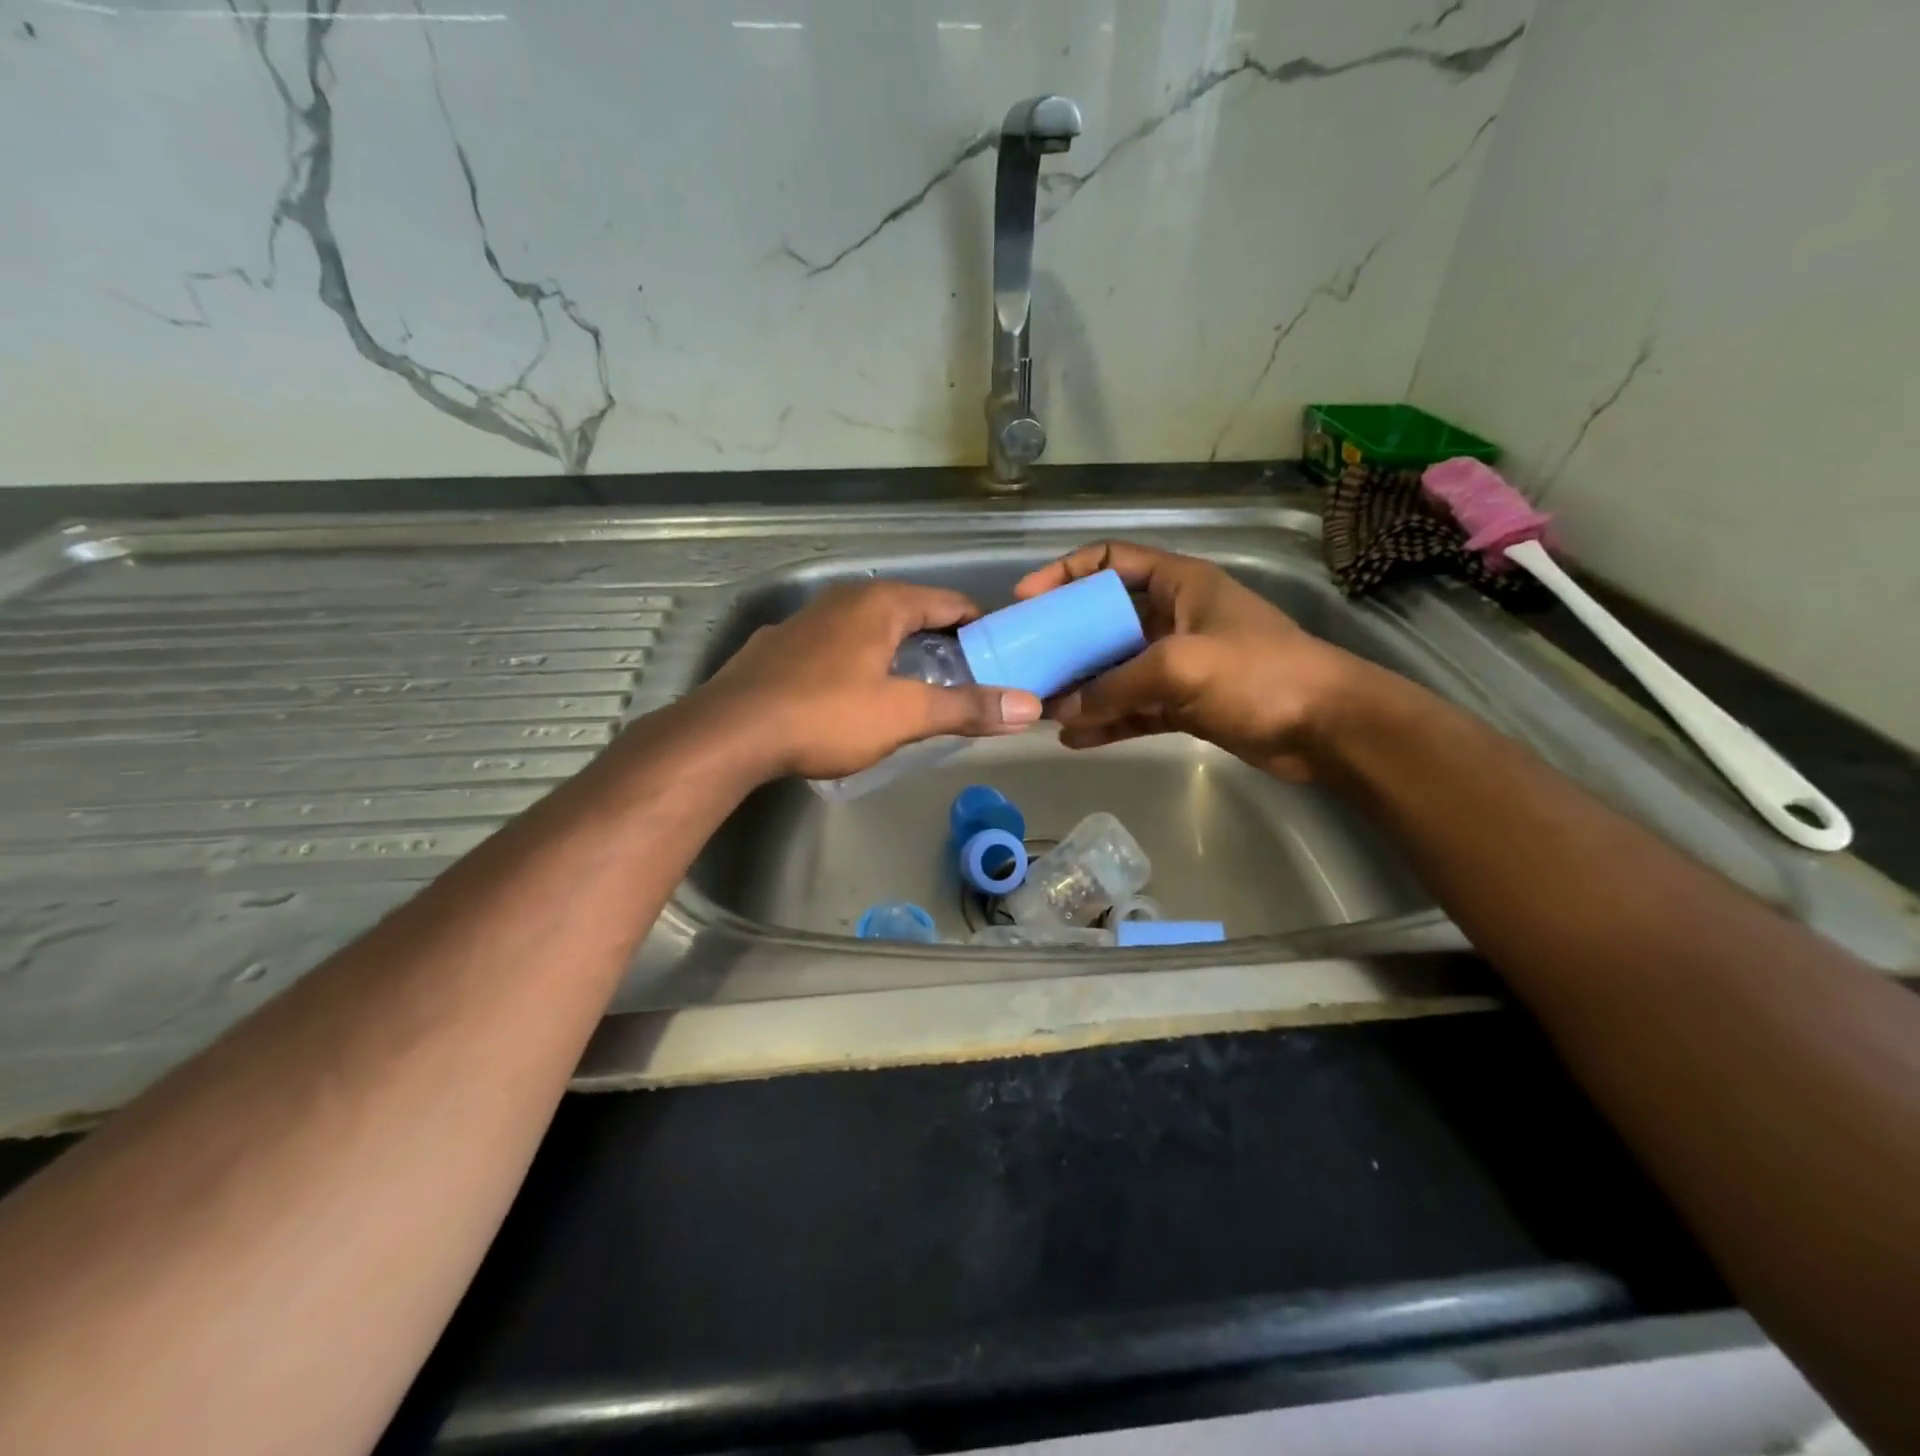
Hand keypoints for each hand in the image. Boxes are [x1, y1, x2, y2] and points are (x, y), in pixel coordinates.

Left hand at [697, 581, 1042, 780]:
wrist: (731, 733)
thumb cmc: (826, 715)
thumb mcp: (904, 714)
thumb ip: (966, 708)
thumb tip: (1029, 706)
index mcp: (880, 604)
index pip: (948, 602)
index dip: (979, 626)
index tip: (1000, 654)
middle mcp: (843, 599)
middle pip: (909, 612)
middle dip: (940, 640)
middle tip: (965, 677)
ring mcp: (805, 621)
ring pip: (867, 627)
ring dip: (896, 650)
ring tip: (916, 685)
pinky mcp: (778, 647)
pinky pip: (834, 645)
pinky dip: (856, 660)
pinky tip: (853, 691)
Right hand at [1014, 542, 1361, 779]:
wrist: (1326, 728)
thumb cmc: (1258, 673)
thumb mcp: (1180, 666)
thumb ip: (1115, 685)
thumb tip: (1062, 710)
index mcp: (1177, 584)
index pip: (1109, 561)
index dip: (1064, 573)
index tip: (1025, 600)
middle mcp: (1173, 618)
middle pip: (1103, 620)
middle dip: (1064, 641)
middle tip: (1025, 662)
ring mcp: (1178, 664)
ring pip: (1115, 669)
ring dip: (1081, 687)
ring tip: (1042, 706)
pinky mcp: (1184, 705)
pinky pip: (1133, 708)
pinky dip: (1106, 721)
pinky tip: (1074, 738)